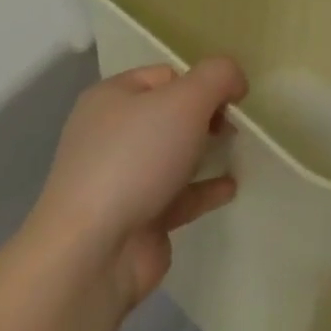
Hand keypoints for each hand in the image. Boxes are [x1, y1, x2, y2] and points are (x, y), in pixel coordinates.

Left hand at [25, 58, 247, 309]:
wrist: (93, 254)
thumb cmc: (136, 159)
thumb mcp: (186, 100)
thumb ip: (218, 76)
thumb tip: (235, 81)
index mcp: (111, 97)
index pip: (166, 76)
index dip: (202, 81)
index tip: (231, 98)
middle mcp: (111, 134)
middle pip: (170, 114)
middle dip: (206, 116)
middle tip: (234, 126)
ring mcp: (120, 180)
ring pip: (173, 155)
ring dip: (206, 151)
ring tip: (238, 150)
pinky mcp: (135, 220)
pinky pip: (177, 195)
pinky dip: (203, 188)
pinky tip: (230, 187)